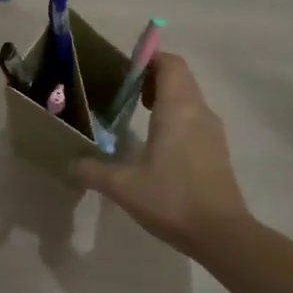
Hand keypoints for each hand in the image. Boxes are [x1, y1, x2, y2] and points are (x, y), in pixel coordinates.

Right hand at [74, 54, 249, 255]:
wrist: (221, 233)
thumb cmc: (171, 199)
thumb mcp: (122, 186)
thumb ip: (93, 169)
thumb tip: (71, 163)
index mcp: (178, 109)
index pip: (170, 64)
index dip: (148, 59)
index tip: (123, 69)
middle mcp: (199, 111)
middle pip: (180, 77)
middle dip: (152, 77)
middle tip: (124, 92)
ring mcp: (213, 131)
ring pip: (189, 98)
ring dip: (165, 98)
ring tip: (136, 114)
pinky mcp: (217, 150)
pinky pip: (195, 119)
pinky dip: (176, 117)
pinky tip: (156, 143)